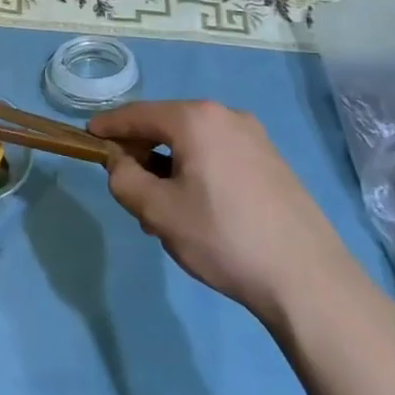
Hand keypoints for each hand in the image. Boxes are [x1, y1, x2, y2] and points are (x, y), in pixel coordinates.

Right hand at [92, 100, 353, 322]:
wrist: (308, 280)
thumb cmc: (223, 237)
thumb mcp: (157, 211)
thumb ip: (124, 179)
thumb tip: (120, 163)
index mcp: (195, 119)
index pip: (137, 114)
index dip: (108, 126)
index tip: (87, 138)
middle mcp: (226, 116)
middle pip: (166, 125)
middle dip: (142, 152)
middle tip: (129, 190)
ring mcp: (255, 138)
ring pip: (194, 143)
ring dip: (169, 166)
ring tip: (163, 211)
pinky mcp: (273, 162)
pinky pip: (219, 155)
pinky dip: (197, 171)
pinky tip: (198, 211)